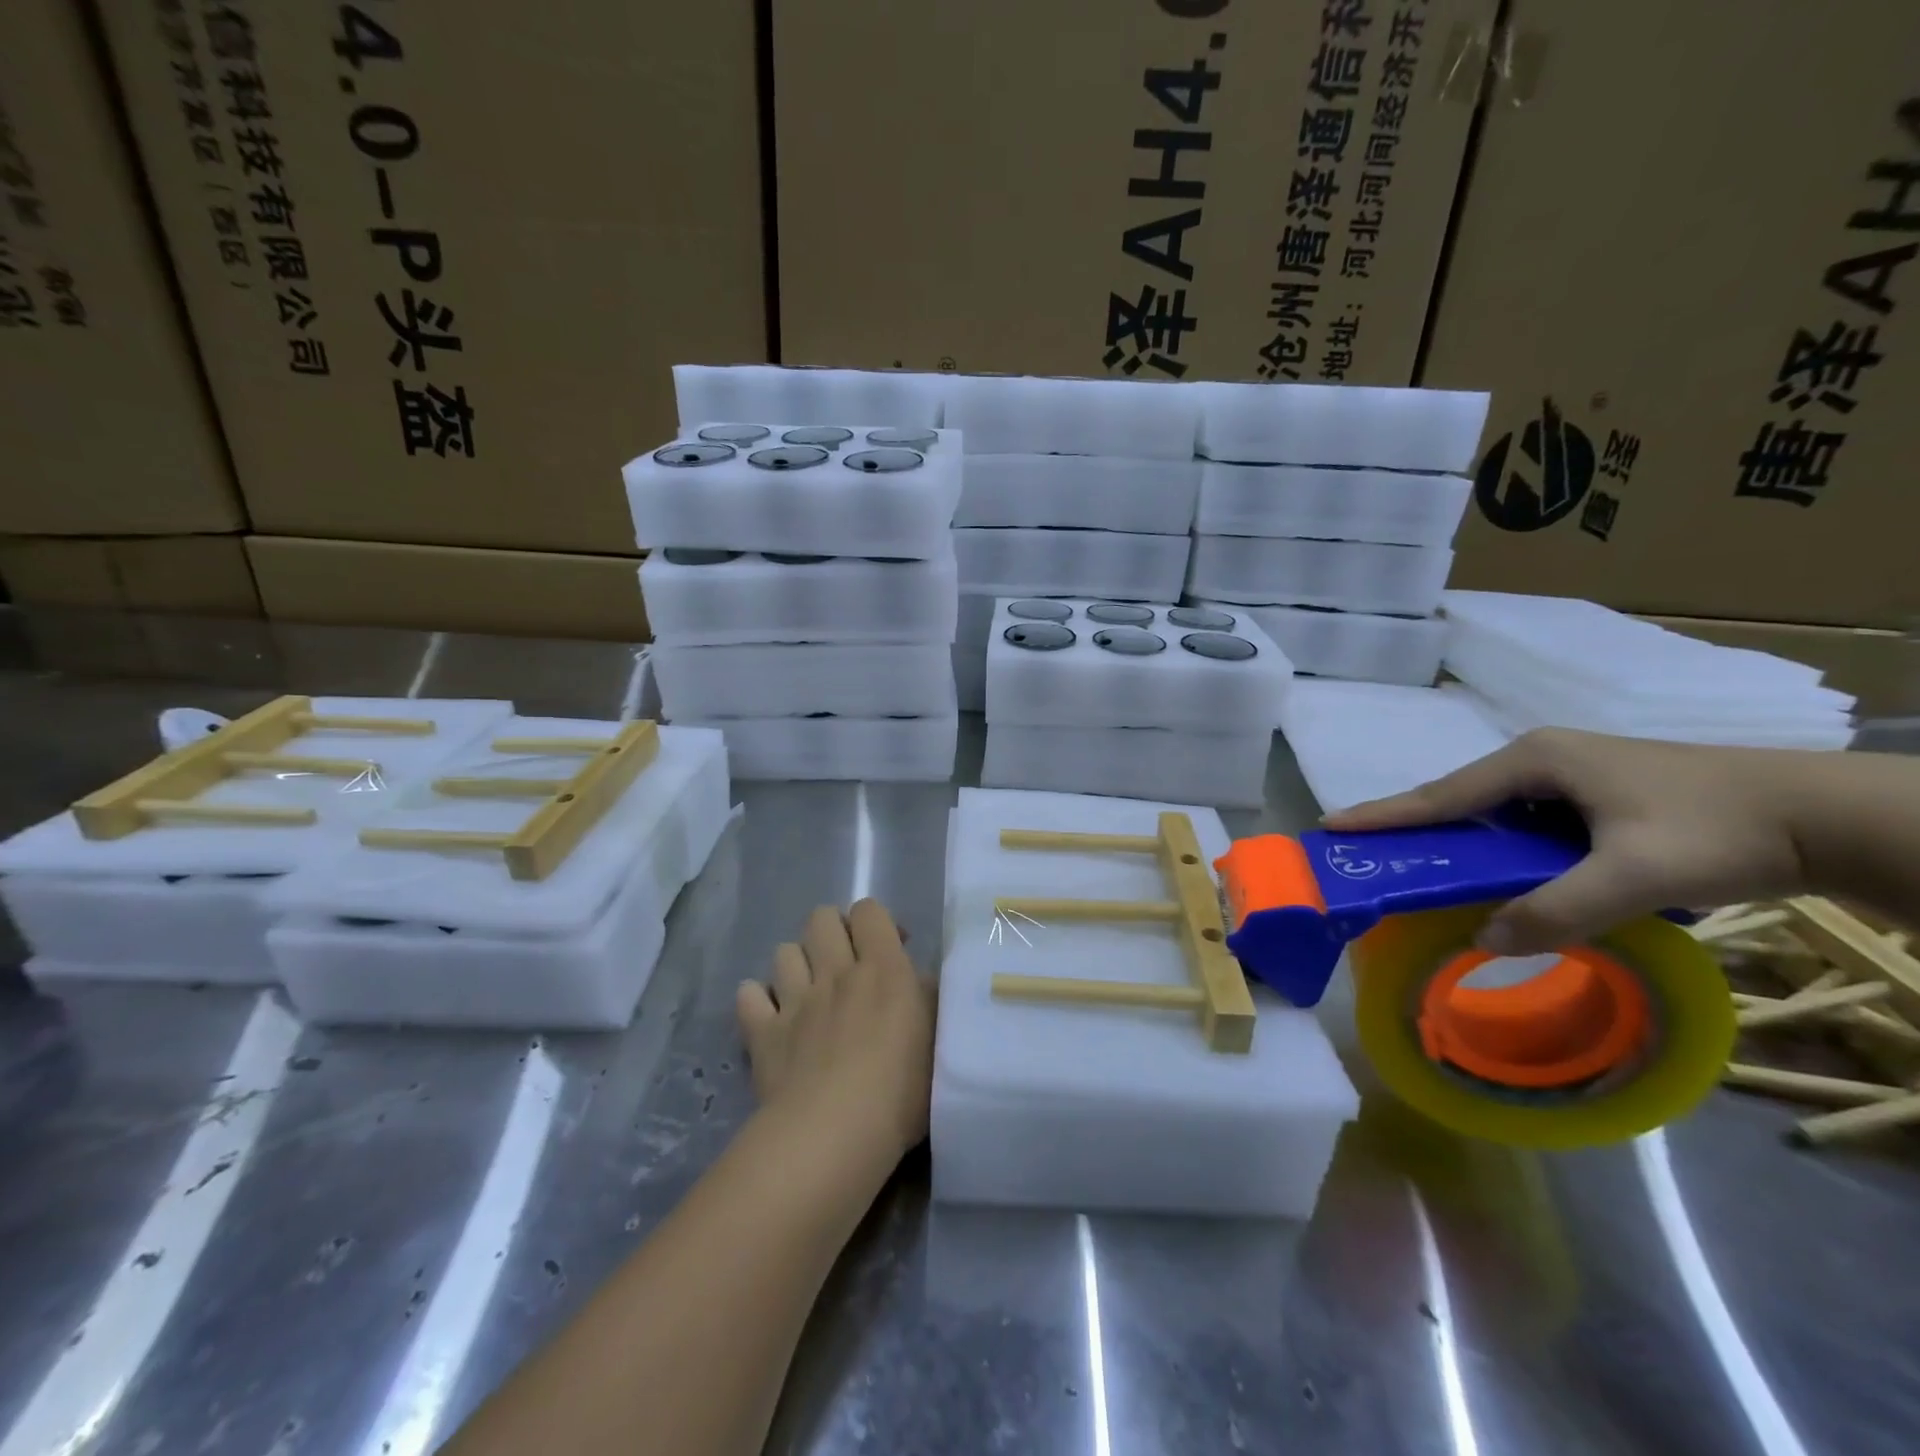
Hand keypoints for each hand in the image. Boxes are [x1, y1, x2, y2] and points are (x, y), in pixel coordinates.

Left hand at [735, 899, 933, 1168]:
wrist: (833, 1136)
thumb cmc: (900, 1092)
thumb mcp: (937, 1042)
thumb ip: (927, 1000)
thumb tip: (917, 979)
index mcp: (882, 968)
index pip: (869, 910)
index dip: (876, 922)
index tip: (890, 950)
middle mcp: (835, 972)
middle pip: (821, 918)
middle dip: (832, 931)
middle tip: (847, 964)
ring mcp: (794, 1000)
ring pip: (784, 951)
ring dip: (797, 963)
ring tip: (809, 990)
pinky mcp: (762, 1033)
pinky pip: (748, 994)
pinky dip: (758, 999)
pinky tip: (771, 1016)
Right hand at [1324, 728, 1812, 954]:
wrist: (1824, 815)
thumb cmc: (1720, 829)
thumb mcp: (1637, 875)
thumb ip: (1559, 910)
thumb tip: (1484, 941)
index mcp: (1534, 761)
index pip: (1441, 795)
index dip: (1385, 814)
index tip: (1332, 826)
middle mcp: (1541, 760)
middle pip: (1460, 802)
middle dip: (1416, 831)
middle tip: (1374, 859)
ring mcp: (1568, 776)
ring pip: (1495, 817)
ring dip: (1464, 847)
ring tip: (1430, 877)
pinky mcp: (1595, 797)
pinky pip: (1527, 826)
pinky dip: (1504, 853)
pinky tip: (1506, 878)